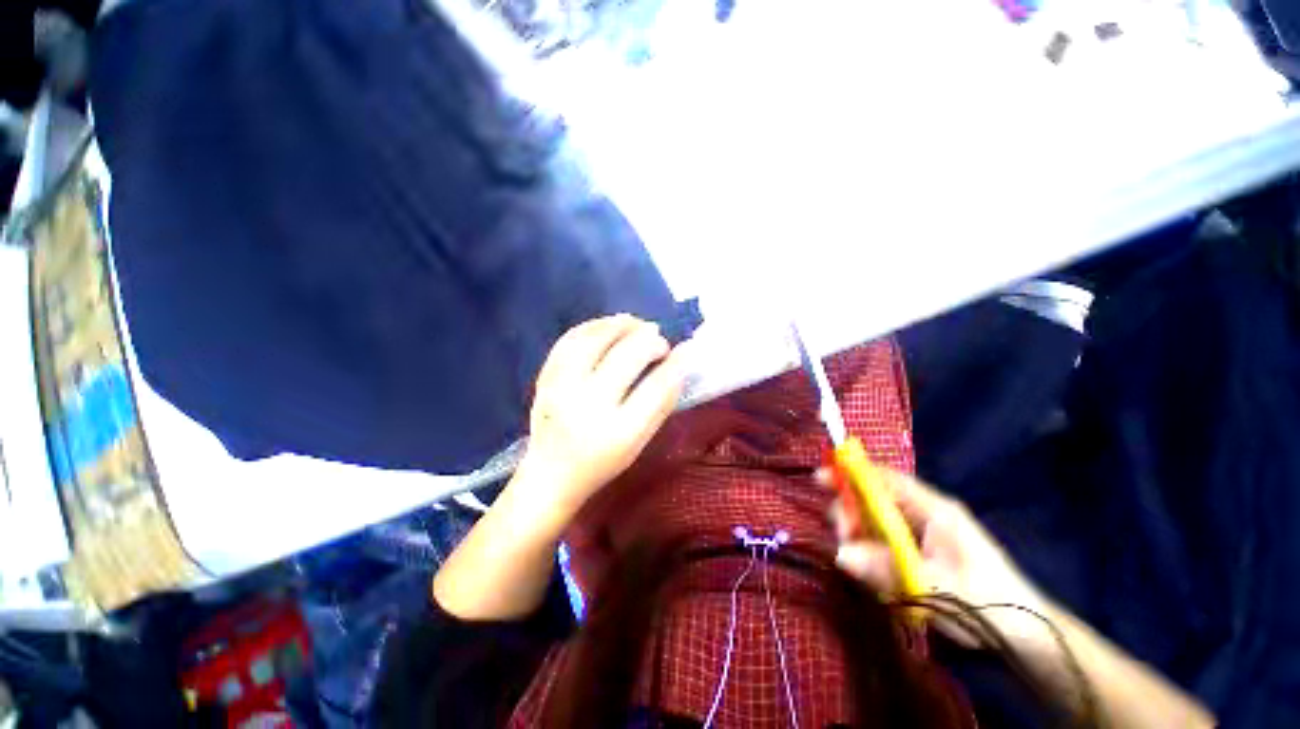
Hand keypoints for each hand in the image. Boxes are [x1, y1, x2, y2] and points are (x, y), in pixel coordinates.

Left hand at [520, 315, 688, 517]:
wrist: (550, 474)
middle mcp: (587, 406)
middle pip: (626, 356)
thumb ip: (661, 403)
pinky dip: (593, 326)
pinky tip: (609, 325)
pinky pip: (569, 339)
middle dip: (650, 341)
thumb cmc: (602, 461)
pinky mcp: (544, 377)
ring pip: (595, 339)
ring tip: (638, 324)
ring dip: (621, 325)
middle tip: (660, 341)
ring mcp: (560, 388)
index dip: (676, 363)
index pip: (655, 388)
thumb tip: (681, 362)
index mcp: (617, 433)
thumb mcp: (639, 442)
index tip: (686, 350)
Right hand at [827, 468, 1052, 645]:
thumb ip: (887, 569)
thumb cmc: (987, 601)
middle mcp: (924, 513)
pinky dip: (874, 555)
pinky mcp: (920, 551)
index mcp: (934, 509)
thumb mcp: (937, 587)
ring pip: (876, 522)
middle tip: (843, 539)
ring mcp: (922, 532)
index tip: (820, 478)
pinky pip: (885, 543)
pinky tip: (880, 579)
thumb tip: (839, 553)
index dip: (851, 473)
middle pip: (874, 499)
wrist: (1025, 632)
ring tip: (864, 569)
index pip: (886, 479)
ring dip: (861, 539)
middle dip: (852, 514)